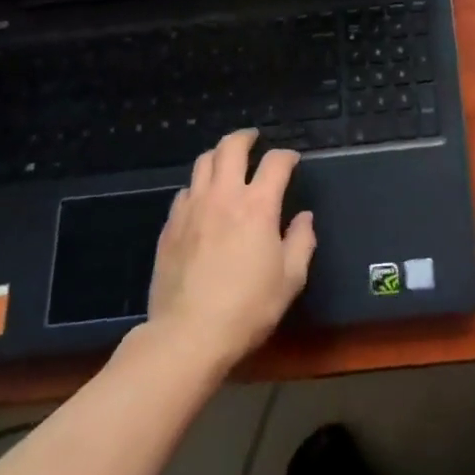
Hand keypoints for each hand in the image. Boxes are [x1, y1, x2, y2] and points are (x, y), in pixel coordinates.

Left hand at [144, 130, 315, 370]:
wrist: (187, 335)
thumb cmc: (247, 308)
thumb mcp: (290, 279)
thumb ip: (302, 241)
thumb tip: (304, 218)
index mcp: (258, 205)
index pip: (275, 163)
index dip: (287, 156)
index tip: (292, 161)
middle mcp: (224, 196)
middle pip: (231, 147)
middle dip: (245, 138)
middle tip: (254, 140)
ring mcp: (192, 209)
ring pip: (203, 163)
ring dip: (219, 156)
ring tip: (227, 162)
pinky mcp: (170, 227)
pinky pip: (184, 192)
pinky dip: (198, 186)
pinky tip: (203, 200)